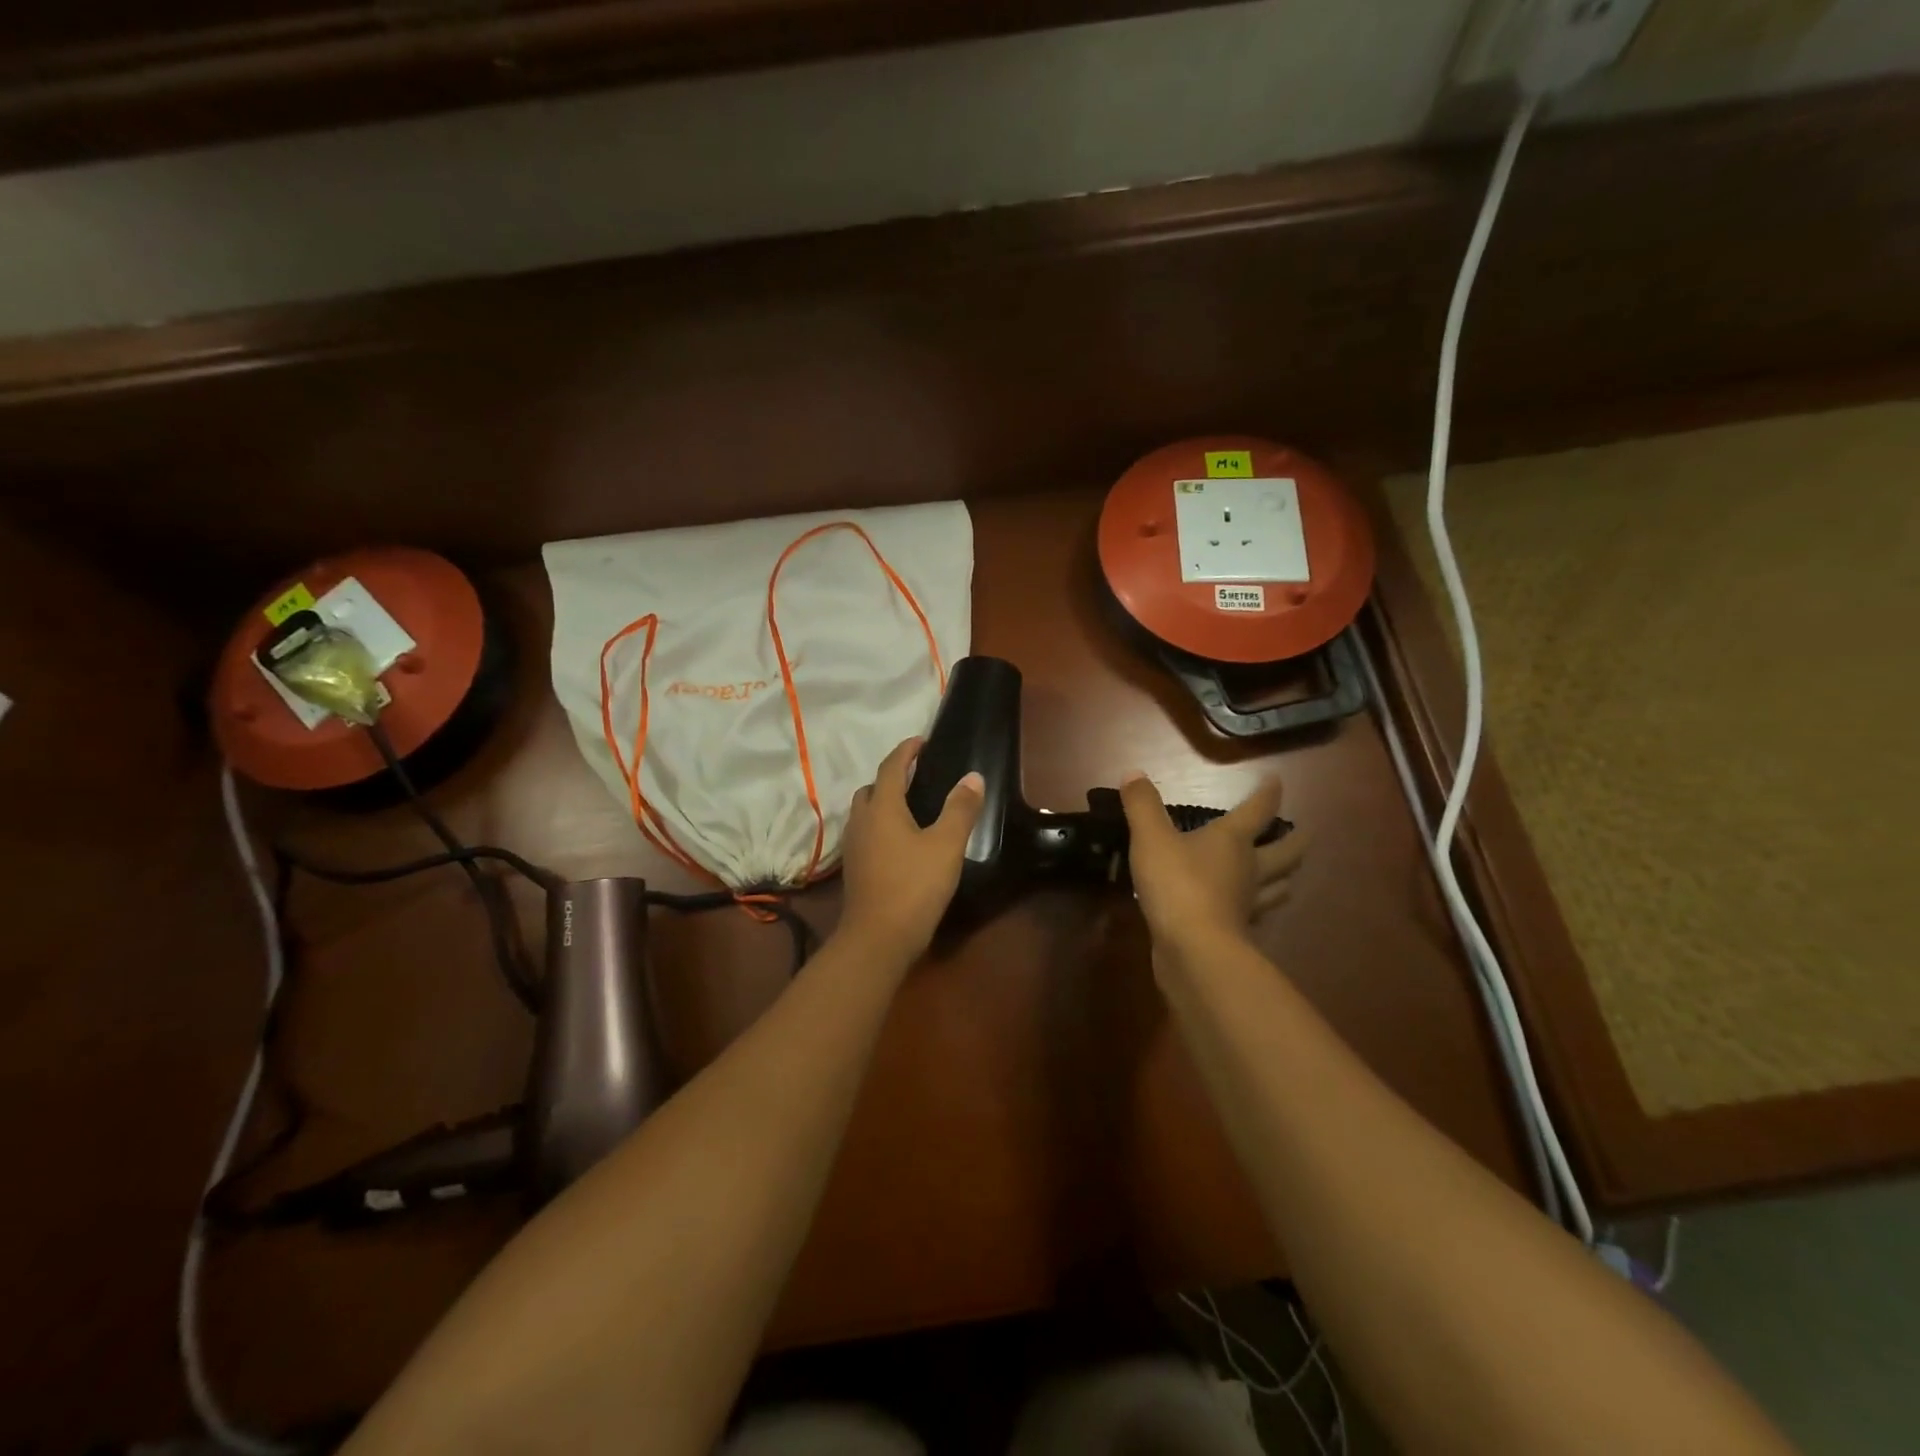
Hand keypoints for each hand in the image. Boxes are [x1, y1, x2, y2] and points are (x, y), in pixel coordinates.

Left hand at [837, 736, 984, 964]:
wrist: (877, 939)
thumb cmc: (914, 886)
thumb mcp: (946, 845)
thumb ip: (960, 809)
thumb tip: (973, 777)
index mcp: (882, 808)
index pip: (891, 767)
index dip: (906, 751)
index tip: (921, 741)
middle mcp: (861, 821)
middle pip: (872, 788)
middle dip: (892, 777)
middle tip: (917, 775)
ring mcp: (854, 847)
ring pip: (865, 812)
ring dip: (883, 801)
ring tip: (911, 806)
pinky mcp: (854, 869)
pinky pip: (866, 833)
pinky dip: (881, 825)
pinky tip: (900, 841)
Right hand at [1119, 773, 1305, 956]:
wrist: (1193, 950)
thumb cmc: (1178, 884)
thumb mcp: (1152, 838)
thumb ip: (1143, 805)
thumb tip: (1134, 773)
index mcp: (1234, 841)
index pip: (1258, 810)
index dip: (1268, 793)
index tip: (1276, 781)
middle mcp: (1250, 870)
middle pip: (1284, 853)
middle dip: (1294, 841)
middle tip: (1303, 834)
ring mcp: (1247, 905)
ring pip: (1276, 888)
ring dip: (1284, 879)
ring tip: (1286, 875)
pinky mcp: (1237, 934)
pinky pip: (1254, 917)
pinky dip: (1256, 910)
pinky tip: (1249, 913)